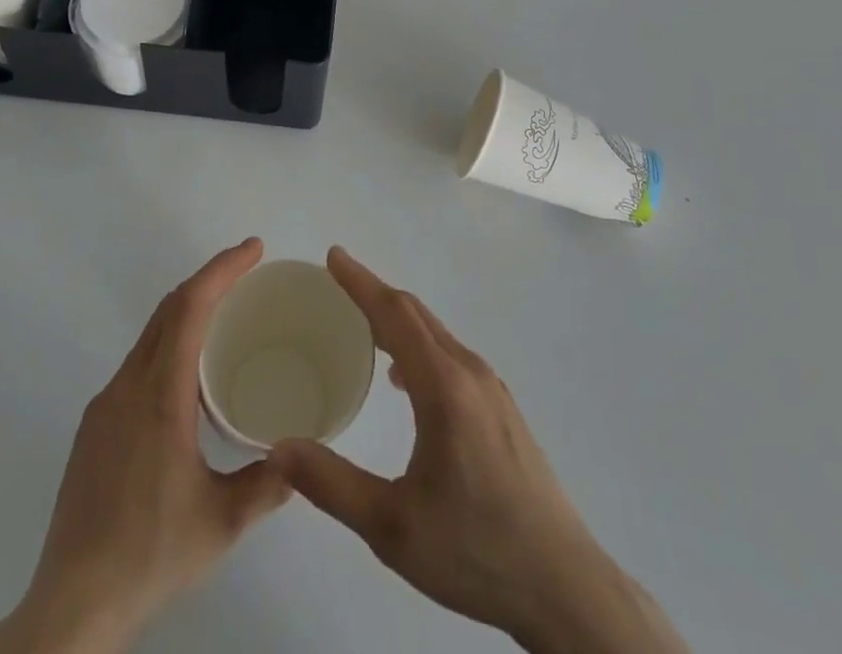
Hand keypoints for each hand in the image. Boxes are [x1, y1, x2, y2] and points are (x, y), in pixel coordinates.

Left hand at [0, 239, 289, 653]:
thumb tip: (301, 457)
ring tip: (225, 317)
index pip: (190, 307)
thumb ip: (267, 484)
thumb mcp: (221, 522)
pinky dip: (169, 344)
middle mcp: (128, 386)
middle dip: (209, 279)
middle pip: (169, 309)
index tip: (253, 249)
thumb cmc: (150, 554)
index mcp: (160, 396)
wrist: (71, 606)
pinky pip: (137, 363)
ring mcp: (105, 405)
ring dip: (187, 311)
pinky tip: (187, 378)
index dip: (222, 269)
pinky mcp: (94, 427)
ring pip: (150, 334)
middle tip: (248, 271)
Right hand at [270, 249, 688, 653]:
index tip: (333, 256)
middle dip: (375, 293)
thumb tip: (278, 447)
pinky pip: (450, 355)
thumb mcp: (393, 528)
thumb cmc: (475, 551)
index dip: (361, 282)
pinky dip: (418, 345)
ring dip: (397, 320)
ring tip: (361, 327)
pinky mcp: (502, 408)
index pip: (395, 314)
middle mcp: (470, 372)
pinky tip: (404, 380)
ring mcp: (492, 389)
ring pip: (436, 334)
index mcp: (444, 387)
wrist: (563, 585)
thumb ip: (332, 484)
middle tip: (336, 284)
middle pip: (416, 315)